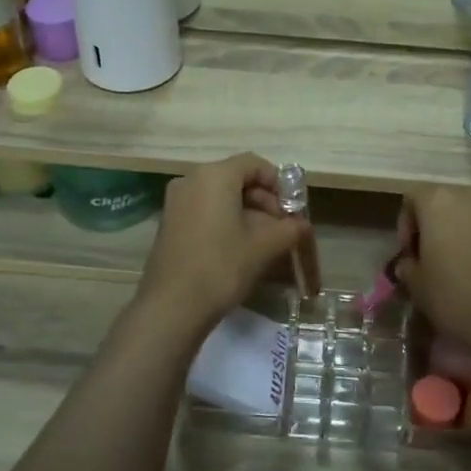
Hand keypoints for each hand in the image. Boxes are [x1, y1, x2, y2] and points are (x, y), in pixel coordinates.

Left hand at [138, 154, 307, 332]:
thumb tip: (302, 225)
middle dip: (264, 200)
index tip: (293, 209)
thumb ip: (289, 229)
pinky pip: (204, 210)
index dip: (279, 183)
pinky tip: (239, 247)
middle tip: (283, 228)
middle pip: (236, 178)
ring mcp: (175, 201)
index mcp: (214, 175)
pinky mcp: (169, 222)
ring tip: (265, 241)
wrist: (172, 306)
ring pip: (220, 196)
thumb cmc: (222, 267)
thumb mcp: (264, 247)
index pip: (254, 164)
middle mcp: (191, 179)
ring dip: (246, 212)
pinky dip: (225, 220)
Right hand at [393, 188, 470, 350]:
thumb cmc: (454, 296)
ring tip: (459, 266)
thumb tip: (411, 264)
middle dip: (435, 226)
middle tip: (431, 257)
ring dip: (461, 233)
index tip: (409, 253)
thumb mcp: (416, 285)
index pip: (413, 197)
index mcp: (439, 202)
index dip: (406, 224)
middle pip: (444, 203)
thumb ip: (408, 267)